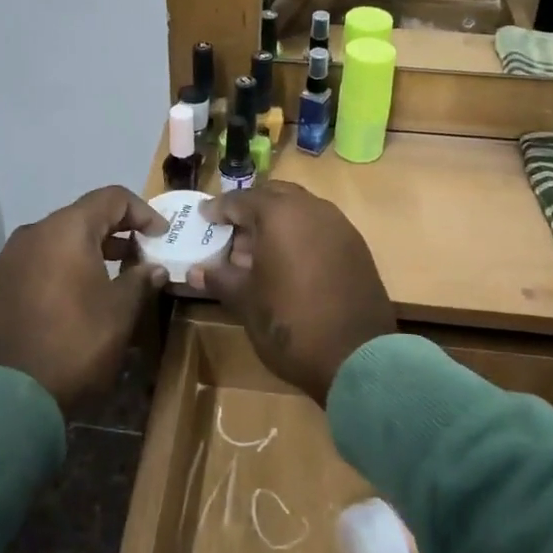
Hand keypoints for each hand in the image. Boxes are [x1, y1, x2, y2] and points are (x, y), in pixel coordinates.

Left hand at [0, 186, 168, 413]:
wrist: (13, 396)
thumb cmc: (77, 343)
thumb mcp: (121, 311)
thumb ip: (140, 280)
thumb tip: (154, 268)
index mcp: (66, 230)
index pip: (111, 198)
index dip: (143, 212)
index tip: (162, 236)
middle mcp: (34, 233)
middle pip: (83, 215)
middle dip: (117, 229)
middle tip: (143, 253)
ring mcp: (11, 258)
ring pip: (60, 237)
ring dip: (91, 247)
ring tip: (117, 271)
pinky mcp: (0, 283)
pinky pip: (41, 258)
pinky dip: (66, 263)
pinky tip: (82, 290)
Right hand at [187, 182, 395, 404]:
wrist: (357, 357)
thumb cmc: (289, 323)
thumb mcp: (245, 301)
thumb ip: (219, 278)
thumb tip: (195, 271)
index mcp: (279, 214)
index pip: (240, 200)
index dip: (218, 209)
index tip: (203, 217)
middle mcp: (311, 209)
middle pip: (274, 196)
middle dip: (250, 209)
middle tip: (231, 231)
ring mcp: (339, 226)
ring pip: (300, 209)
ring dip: (277, 222)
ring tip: (257, 251)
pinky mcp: (356, 246)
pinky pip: (320, 228)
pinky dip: (300, 235)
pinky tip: (288, 263)